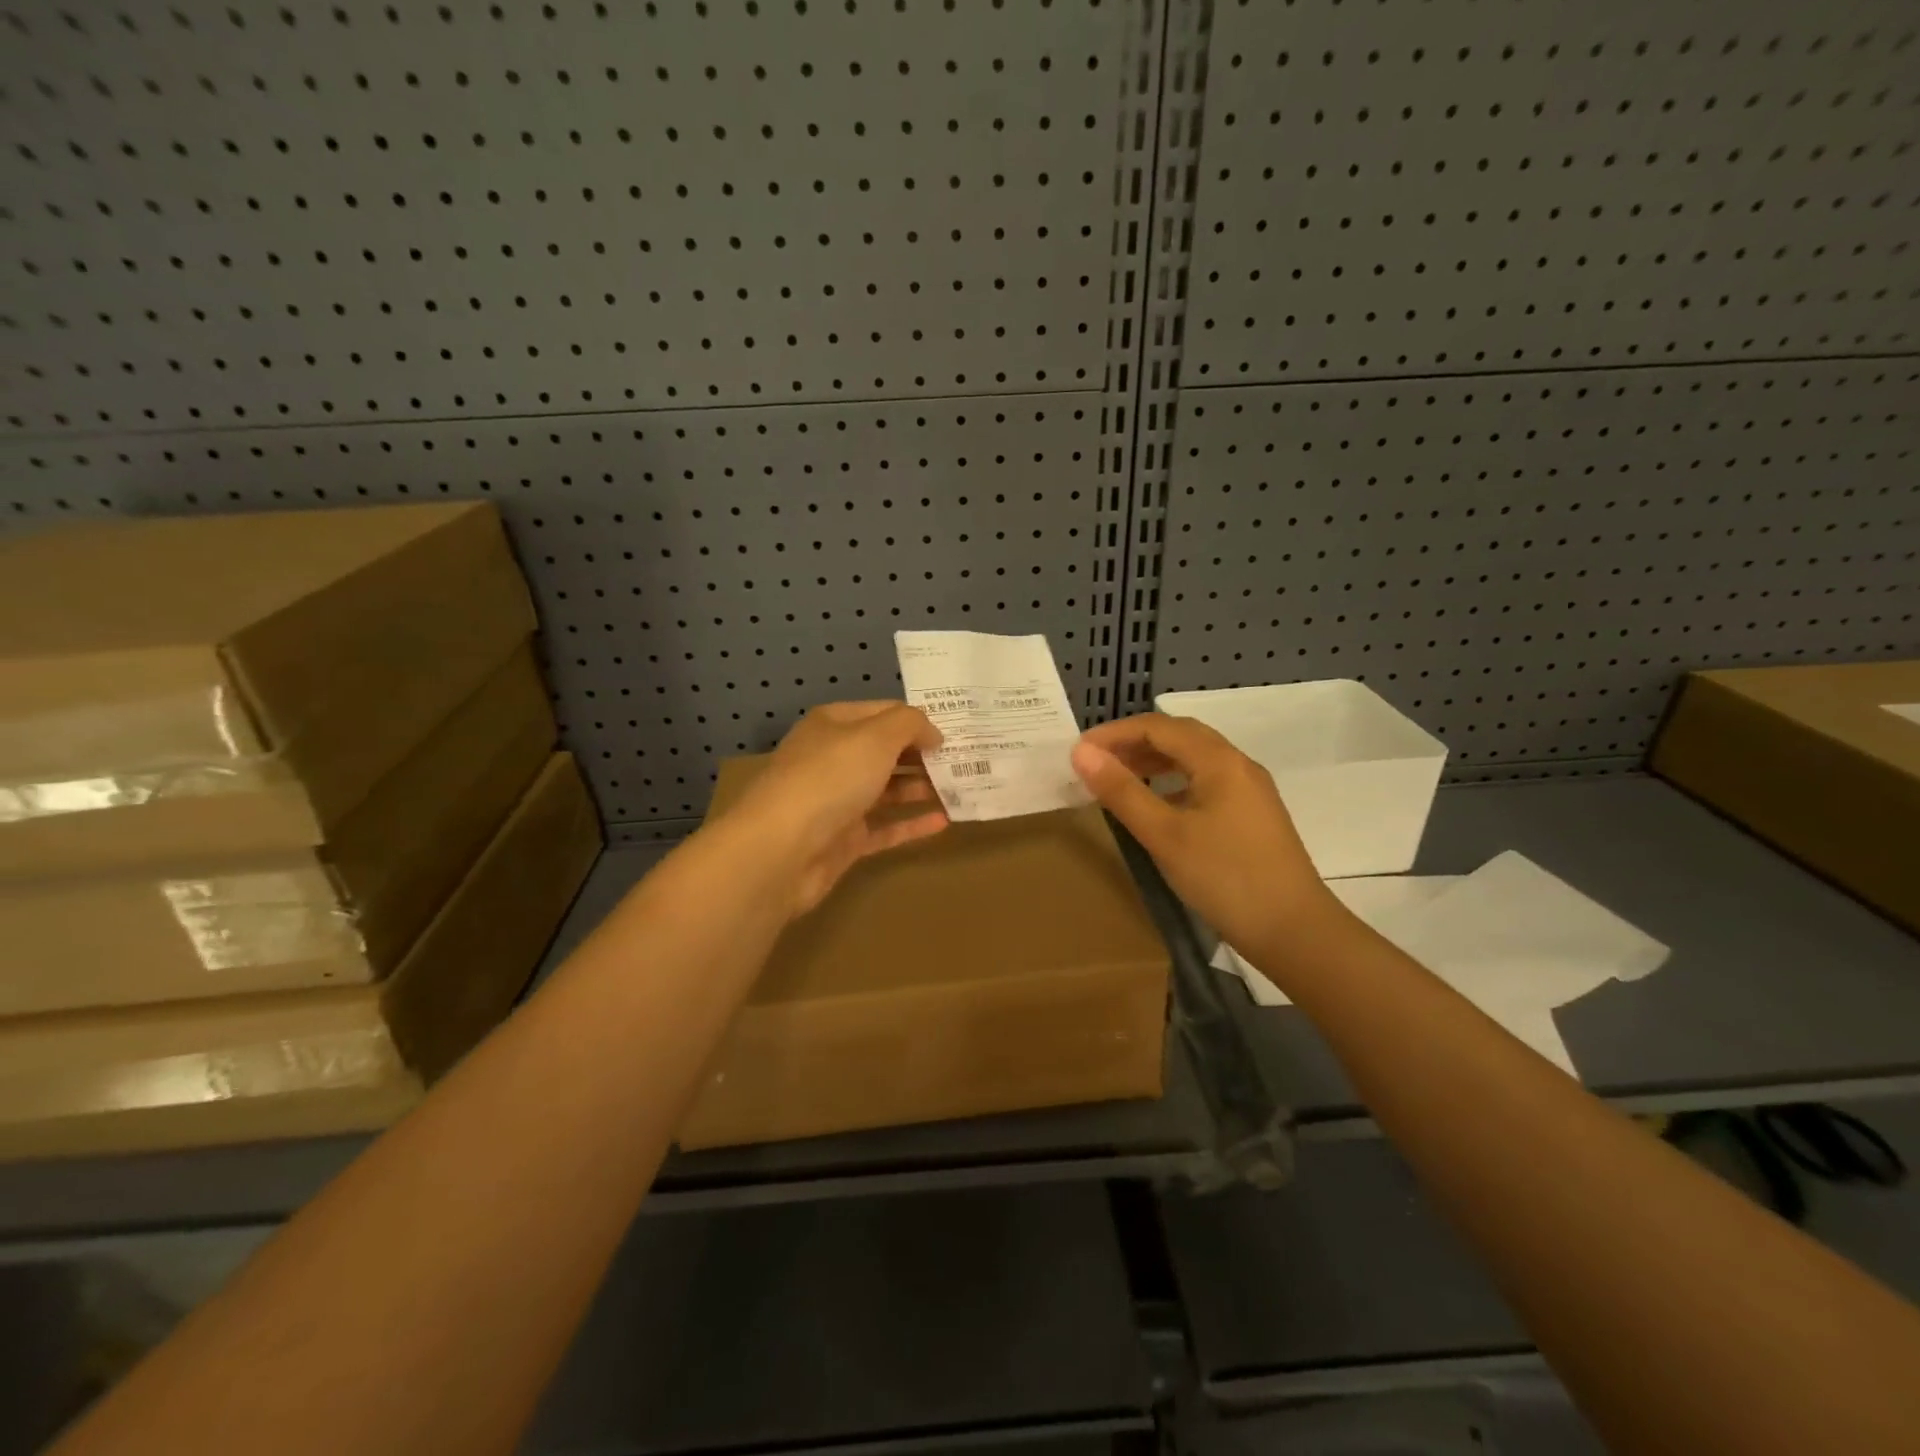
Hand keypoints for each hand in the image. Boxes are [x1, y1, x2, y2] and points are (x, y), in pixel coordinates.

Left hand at [726, 701, 948, 914]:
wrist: (781, 850)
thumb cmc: (829, 779)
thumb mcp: (876, 736)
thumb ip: (910, 725)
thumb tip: (932, 734)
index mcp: (834, 725)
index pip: (884, 712)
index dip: (919, 720)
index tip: (957, 732)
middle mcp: (834, 759)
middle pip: (886, 752)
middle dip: (924, 755)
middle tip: (967, 761)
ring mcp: (837, 802)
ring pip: (887, 790)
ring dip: (922, 788)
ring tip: (962, 789)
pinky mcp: (843, 841)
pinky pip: (884, 828)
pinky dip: (911, 824)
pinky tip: (944, 822)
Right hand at [1070, 713, 1338, 953]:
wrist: (1294, 931)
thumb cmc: (1225, 878)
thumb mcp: (1165, 835)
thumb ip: (1122, 791)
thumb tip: (1081, 753)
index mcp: (1219, 761)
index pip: (1158, 727)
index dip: (1115, 733)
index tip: (1078, 752)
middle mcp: (1238, 765)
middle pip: (1180, 737)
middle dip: (1134, 743)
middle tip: (1096, 763)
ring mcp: (1249, 791)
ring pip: (1194, 760)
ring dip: (1154, 762)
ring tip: (1119, 780)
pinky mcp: (1252, 816)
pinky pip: (1205, 783)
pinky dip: (1173, 783)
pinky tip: (1157, 807)